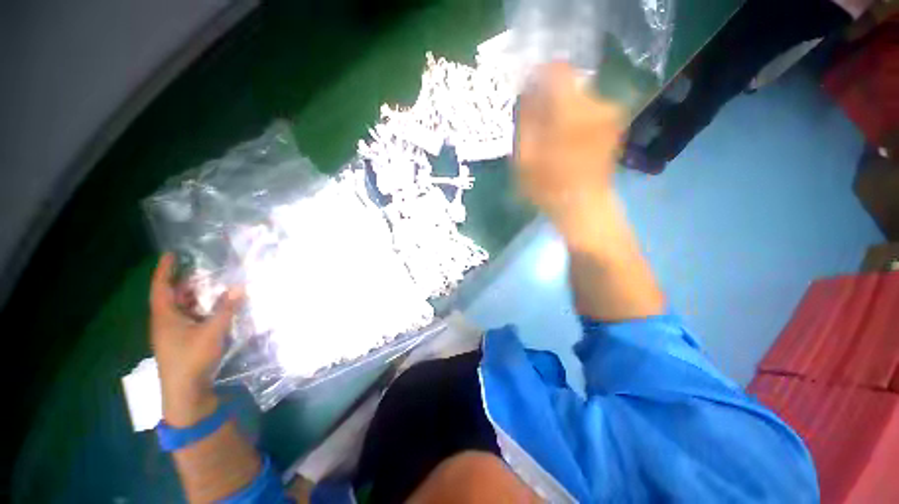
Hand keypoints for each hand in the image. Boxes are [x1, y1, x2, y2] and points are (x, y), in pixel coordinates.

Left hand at [150, 253, 242, 426]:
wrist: (185, 392)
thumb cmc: (192, 359)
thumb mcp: (212, 332)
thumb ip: (226, 309)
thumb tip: (240, 287)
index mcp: (165, 317)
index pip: (161, 287)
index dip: (164, 270)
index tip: (171, 254)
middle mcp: (166, 322)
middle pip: (172, 296)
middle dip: (185, 282)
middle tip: (202, 270)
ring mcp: (173, 333)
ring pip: (182, 308)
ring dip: (195, 297)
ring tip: (213, 286)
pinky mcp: (182, 342)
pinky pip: (190, 319)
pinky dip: (201, 310)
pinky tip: (216, 310)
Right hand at [515, 63, 623, 240]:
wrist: (583, 206)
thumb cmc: (548, 185)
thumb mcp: (524, 155)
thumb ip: (526, 119)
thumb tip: (529, 92)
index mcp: (572, 110)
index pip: (557, 71)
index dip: (539, 75)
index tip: (528, 90)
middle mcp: (597, 104)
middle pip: (569, 84)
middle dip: (550, 96)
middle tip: (537, 120)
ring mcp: (610, 115)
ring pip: (580, 97)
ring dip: (563, 108)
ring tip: (552, 134)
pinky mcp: (615, 126)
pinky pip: (591, 110)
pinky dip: (577, 117)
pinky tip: (568, 139)